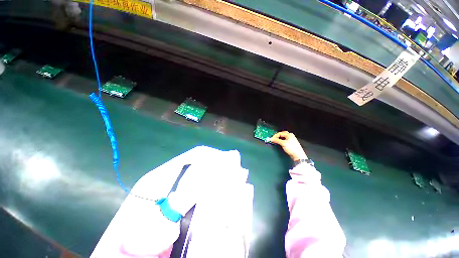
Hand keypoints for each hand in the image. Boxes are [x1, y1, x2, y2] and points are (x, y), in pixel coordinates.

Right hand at [270, 131, 307, 160]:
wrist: (298, 155)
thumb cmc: (292, 148)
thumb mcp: (283, 143)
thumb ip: (277, 140)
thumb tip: (271, 139)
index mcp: (289, 135)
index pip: (280, 133)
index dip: (275, 136)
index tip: (272, 139)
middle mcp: (291, 136)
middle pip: (282, 134)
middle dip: (278, 136)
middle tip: (274, 139)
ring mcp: (291, 140)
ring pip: (283, 137)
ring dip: (279, 138)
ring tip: (276, 141)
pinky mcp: (291, 144)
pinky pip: (285, 140)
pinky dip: (281, 141)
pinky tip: (280, 143)